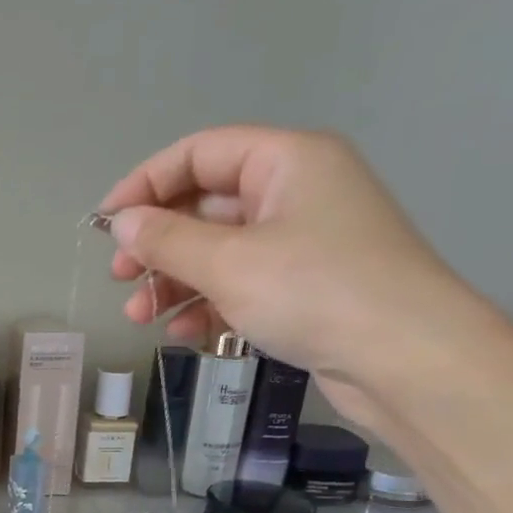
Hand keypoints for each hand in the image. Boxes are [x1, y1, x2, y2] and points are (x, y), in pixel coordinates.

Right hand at [98, 126, 483, 429]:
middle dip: (158, 244)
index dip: (146, 183)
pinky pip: (243, 284)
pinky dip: (208, 304)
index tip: (106, 223)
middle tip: (120, 278)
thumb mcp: (229, 263)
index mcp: (286, 161)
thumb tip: (122, 222)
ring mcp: (303, 243)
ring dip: (175, 282)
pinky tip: (183, 333)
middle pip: (206, 205)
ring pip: (220, 251)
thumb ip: (167, 240)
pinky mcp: (306, 288)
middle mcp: (296, 192)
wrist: (406, 359)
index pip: (200, 153)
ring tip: (140, 317)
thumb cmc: (314, 292)